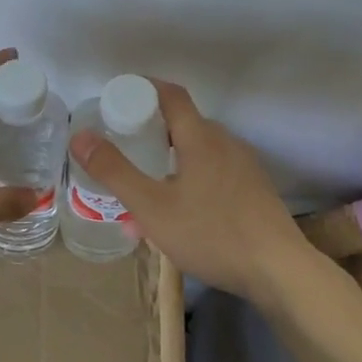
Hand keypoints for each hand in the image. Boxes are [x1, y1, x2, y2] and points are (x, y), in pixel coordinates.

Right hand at [69, 79, 309, 302]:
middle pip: (183, 123)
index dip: (143, 89)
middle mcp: (225, 142)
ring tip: (146, 187)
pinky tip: (179, 213)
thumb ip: (114, 171)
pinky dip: (189, 178)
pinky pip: (213, 171)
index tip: (117, 99)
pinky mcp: (254, 191)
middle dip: (150, 131)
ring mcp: (244, 167)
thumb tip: (80, 136)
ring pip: (198, 151)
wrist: (281, 272)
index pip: (171, 94)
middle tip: (123, 148)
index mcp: (200, 137)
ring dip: (169, 159)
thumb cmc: (211, 234)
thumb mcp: (152, 206)